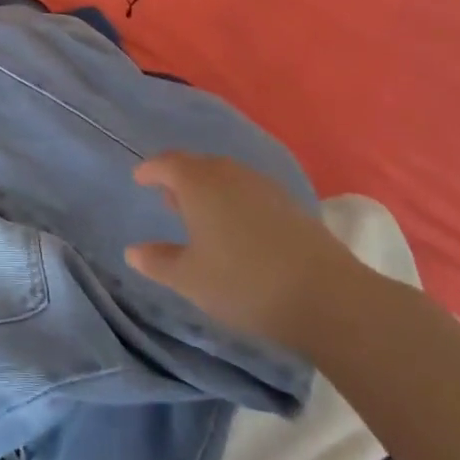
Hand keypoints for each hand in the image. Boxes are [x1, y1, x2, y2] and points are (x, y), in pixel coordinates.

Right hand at [124, 152, 349, 347]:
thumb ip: (158, 261)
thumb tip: (132, 251)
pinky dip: (234, 201)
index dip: (150, 169)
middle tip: (168, 199)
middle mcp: (230, 173)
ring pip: (226, 177)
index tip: (139, 178)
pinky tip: (238, 228)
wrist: (326, 296)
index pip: (167, 163)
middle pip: (198, 165)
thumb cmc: (243, 283)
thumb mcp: (190, 279)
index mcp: (199, 183)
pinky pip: (250, 192)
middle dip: (180, 178)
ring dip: (209, 190)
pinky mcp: (291, 204)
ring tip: (201, 216)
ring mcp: (264, 186)